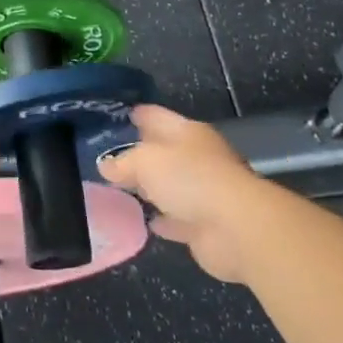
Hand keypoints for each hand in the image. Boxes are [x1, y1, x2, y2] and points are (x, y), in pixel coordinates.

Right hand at [98, 106, 269, 282]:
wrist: (236, 228)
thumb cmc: (190, 179)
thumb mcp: (146, 161)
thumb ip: (123, 162)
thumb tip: (105, 165)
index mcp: (187, 132)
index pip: (155, 116)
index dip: (135, 115)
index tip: (112, 117)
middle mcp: (197, 157)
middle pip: (163, 151)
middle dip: (138, 153)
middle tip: (105, 156)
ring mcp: (203, 192)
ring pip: (169, 185)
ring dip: (150, 188)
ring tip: (118, 189)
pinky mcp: (204, 224)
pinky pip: (176, 218)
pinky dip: (162, 219)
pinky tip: (144, 221)